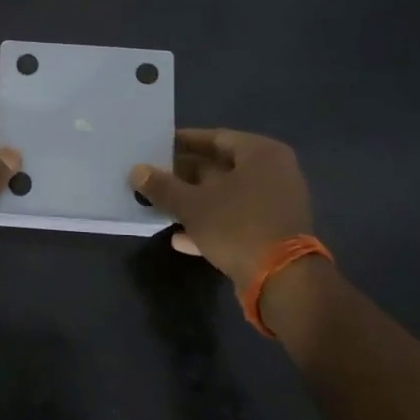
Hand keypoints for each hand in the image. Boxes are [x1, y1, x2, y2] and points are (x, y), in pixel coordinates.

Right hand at [131, 129, 312, 289]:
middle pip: (221, 168)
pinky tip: (180, 238)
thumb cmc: (238, 227)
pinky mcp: (273, 233)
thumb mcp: (192, 205)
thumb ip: (163, 186)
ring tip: (160, 205)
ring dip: (194, 202)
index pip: (215, 138)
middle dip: (185, 175)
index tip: (156, 147)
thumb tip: (136, 170)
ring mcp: (276, 205)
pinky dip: (210, 225)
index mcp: (261, 154)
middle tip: (153, 177)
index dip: (183, 142)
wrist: (283, 282)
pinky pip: (236, 220)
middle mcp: (274, 173)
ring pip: (226, 196)